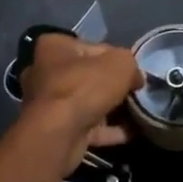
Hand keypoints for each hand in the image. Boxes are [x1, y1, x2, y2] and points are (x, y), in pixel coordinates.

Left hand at [19, 33, 141, 172]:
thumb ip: (131, 64)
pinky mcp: (56, 130)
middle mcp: (45, 72)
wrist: (59, 134)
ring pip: (87, 103)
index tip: (133, 72)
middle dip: (111, 86)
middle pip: (88, 76)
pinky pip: (88, 126)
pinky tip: (131, 132)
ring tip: (137, 113)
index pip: (93, 47)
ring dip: (111, 109)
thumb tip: (135, 78)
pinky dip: (108, 130)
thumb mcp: (120, 64)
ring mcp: (48, 104)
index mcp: (54, 47)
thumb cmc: (84, 87)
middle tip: (135, 92)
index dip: (117, 59)